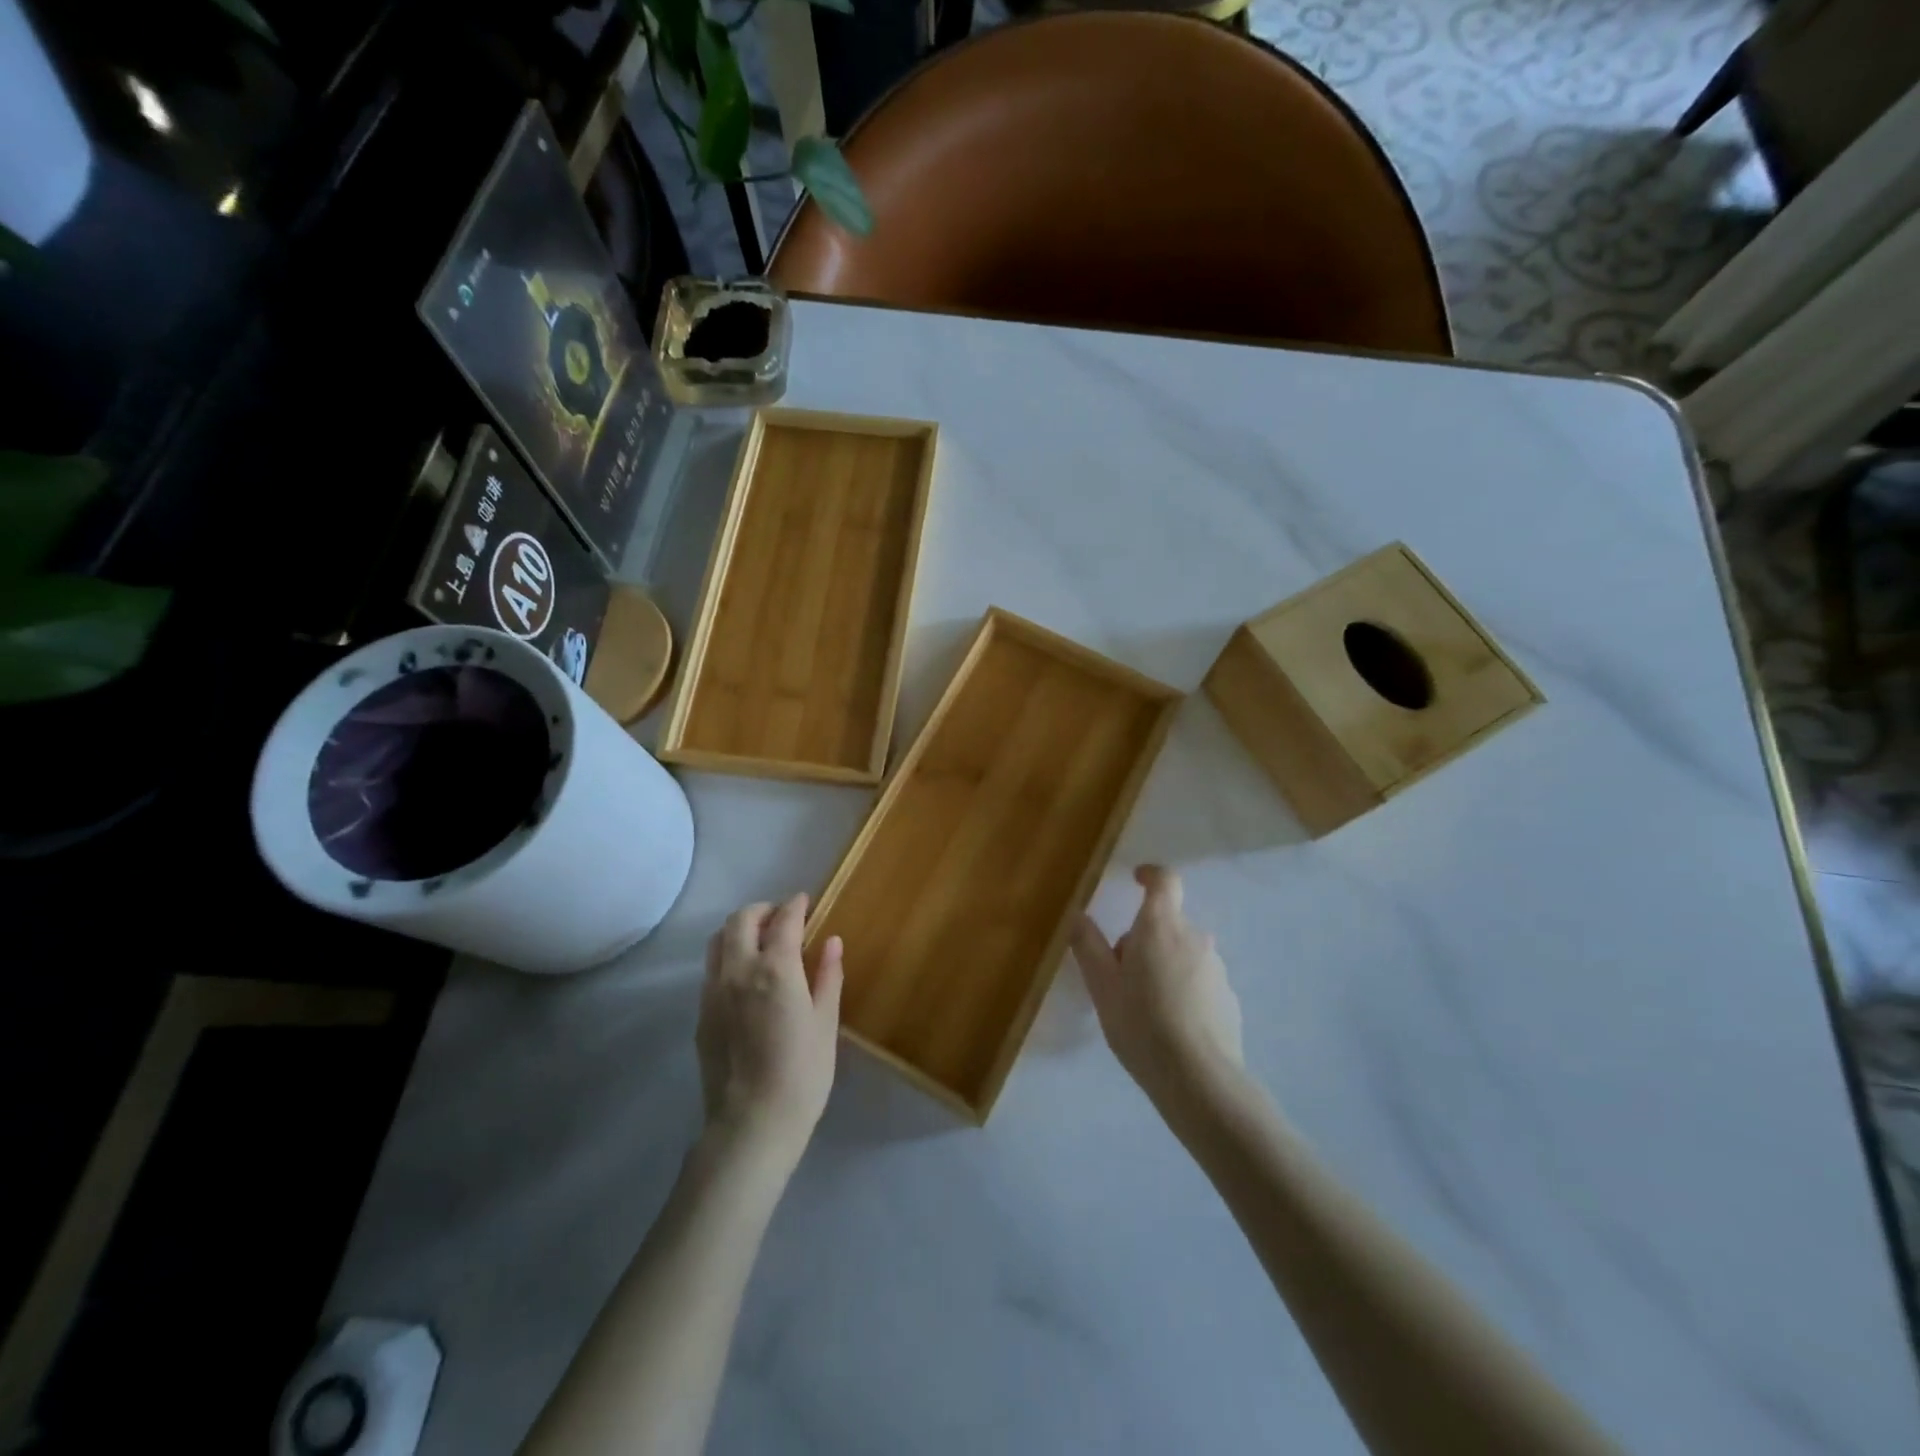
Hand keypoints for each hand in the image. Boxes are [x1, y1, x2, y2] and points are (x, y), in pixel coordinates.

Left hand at [697, 895, 842, 1168]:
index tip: (805, 901)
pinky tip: (746, 978)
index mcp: (775, 969)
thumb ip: (827, 976)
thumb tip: (832, 941)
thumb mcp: (825, 1023)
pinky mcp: (701, 1014)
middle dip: (763, 910)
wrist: (751, 1124)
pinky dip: (728, 957)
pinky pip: (711, 970)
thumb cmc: (802, 1074)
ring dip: (739, 930)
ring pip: (718, 941)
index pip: (783, 920)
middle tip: (782, 918)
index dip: (795, 905)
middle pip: (741, 920)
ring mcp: (713, 992)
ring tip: (760, 941)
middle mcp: (738, 971)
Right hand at [1070, 866, 1242, 1100]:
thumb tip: (1077, 914)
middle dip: (1143, 939)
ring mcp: (1216, 967)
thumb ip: (1088, 945)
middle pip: (1166, 923)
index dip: (1151, 875)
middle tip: (1121, 976)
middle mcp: (1194, 937)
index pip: (1165, 881)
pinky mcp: (1229, 997)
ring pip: (1182, 952)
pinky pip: (1198, 980)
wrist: (1199, 1079)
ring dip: (1164, 965)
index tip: (1137, 879)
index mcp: (1160, 926)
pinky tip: (1170, 1026)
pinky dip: (1183, 990)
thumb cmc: (1141, 1024)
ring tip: (1145, 1008)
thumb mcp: (1102, 985)